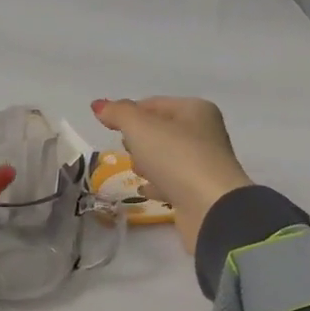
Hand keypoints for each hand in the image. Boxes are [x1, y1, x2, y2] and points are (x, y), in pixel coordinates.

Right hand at [90, 97, 251, 255]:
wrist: (210, 206)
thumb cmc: (176, 156)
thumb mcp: (140, 127)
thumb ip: (118, 113)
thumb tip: (99, 105)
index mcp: (195, 110)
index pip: (154, 104)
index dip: (129, 113)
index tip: (109, 127)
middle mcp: (204, 133)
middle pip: (160, 131)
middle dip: (139, 140)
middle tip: (129, 149)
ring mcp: (204, 164)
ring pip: (165, 157)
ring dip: (147, 163)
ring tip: (139, 172)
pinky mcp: (199, 191)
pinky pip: (171, 182)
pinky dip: (157, 184)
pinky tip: (144, 190)